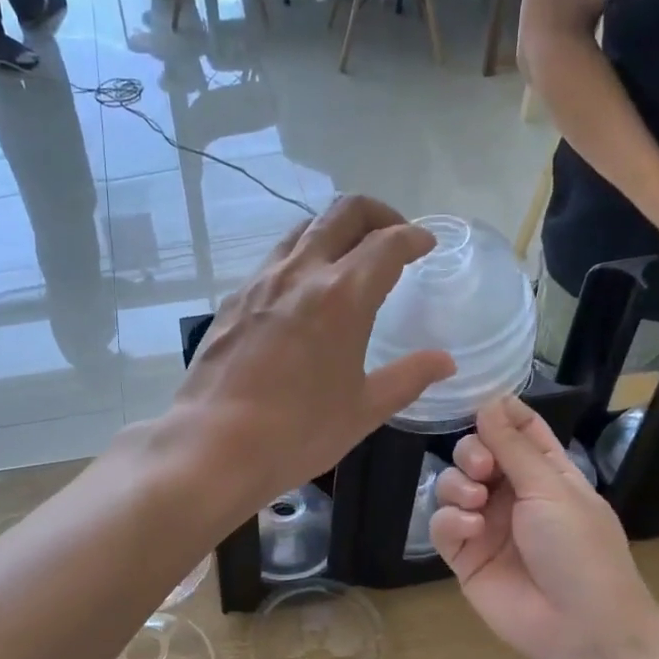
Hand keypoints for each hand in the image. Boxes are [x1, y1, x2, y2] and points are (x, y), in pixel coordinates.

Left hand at [171, 197, 455, 507]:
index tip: (427, 245)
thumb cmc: (297, 432)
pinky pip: (274, 259)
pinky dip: (300, 258)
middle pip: (342, 213)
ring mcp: (260, 282)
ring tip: (349, 261)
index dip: (414, 237)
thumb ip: (408, 378)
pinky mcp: (232, 300)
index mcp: (342, 295)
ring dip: (334, 232)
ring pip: (303, 229)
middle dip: (377, 214)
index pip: (387, 243)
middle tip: (393, 237)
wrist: (213, 445)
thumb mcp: (363, 410)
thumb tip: (444, 361)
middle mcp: (300, 273)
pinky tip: (303, 294)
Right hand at [431, 396, 658, 658]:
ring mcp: (487, 526)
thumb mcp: (551, 490)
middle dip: (472, 453)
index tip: (478, 403)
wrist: (579, 627)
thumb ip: (513, 447)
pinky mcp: (465, 557)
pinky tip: (469, 530)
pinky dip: (449, 521)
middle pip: (477, 454)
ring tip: (475, 502)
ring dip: (458, 485)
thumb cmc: (579, 550)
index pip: (520, 431)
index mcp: (547, 475)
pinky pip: (442, 525)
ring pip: (453, 486)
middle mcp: (514, 495)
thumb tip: (489, 402)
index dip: (500, 413)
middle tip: (483, 468)